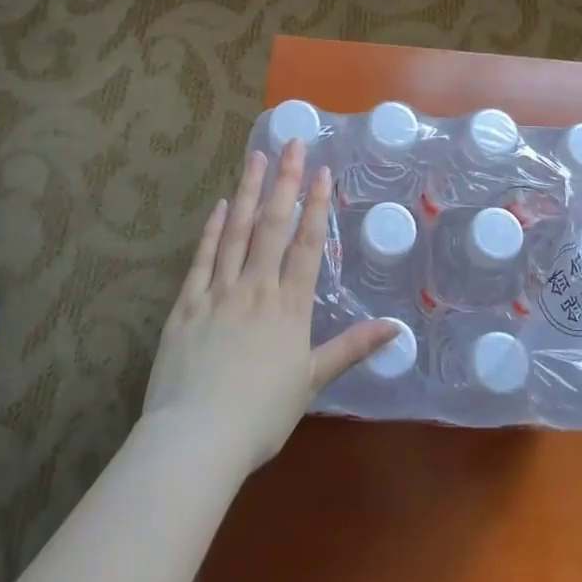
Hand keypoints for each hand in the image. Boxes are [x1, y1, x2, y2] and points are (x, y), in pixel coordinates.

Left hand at [143, 141, 396, 479]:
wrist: (197, 438)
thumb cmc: (260, 416)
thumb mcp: (311, 383)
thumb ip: (350, 349)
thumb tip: (395, 328)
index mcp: (289, 307)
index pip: (306, 245)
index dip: (315, 206)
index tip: (320, 171)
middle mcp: (256, 289)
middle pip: (273, 226)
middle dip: (284, 182)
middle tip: (291, 143)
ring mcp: (218, 293)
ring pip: (237, 232)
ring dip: (249, 192)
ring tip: (255, 157)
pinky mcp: (186, 305)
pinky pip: (202, 259)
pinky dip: (212, 230)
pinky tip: (220, 205)